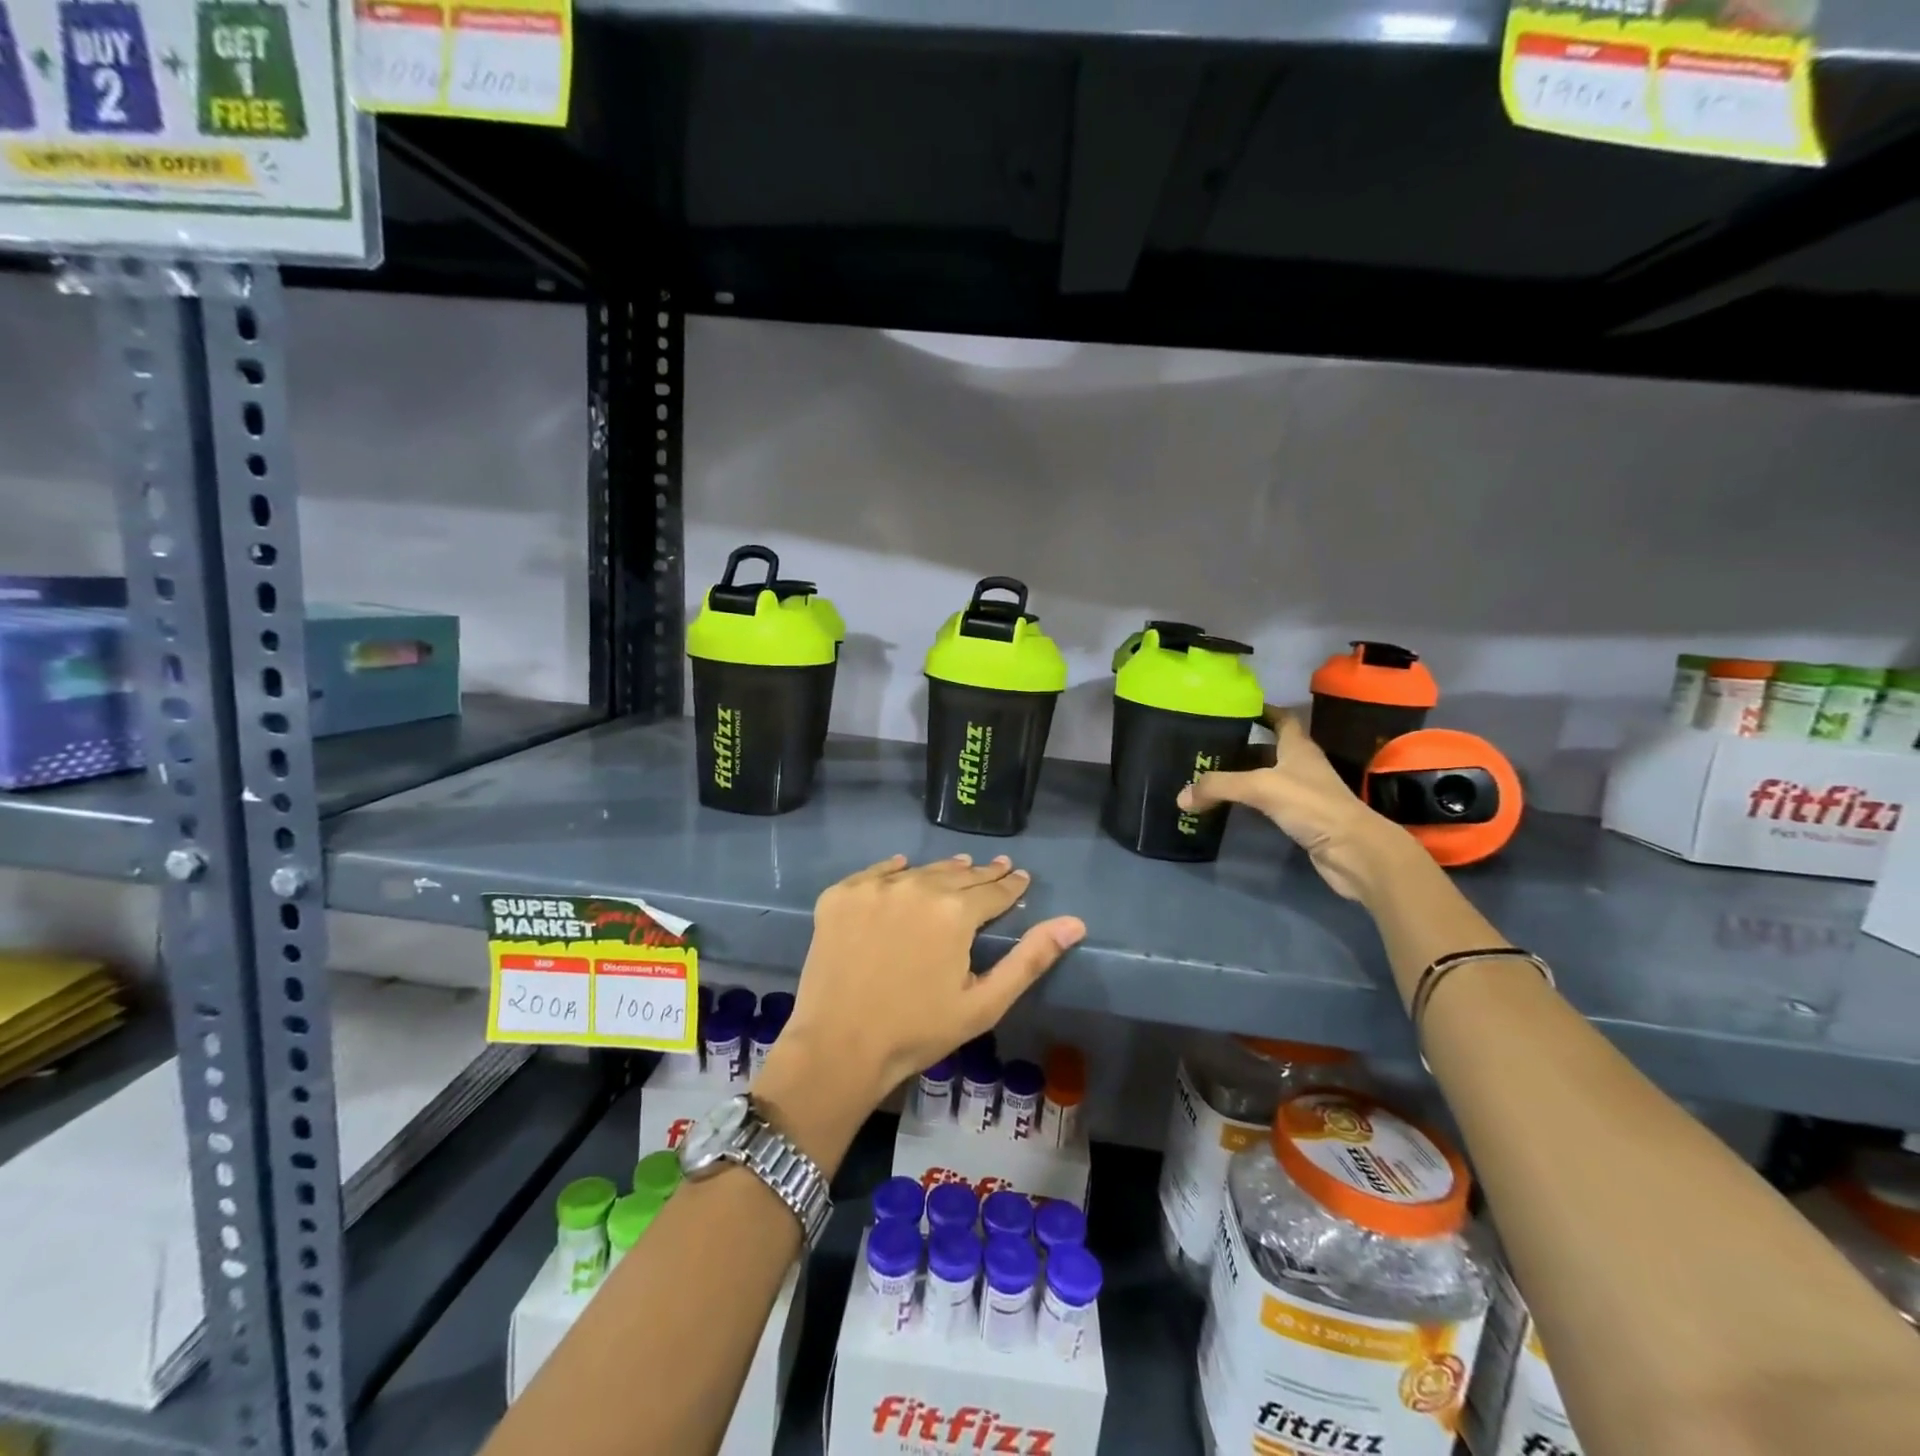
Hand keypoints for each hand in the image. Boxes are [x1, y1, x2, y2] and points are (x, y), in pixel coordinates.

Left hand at [771, 854, 1085, 1115]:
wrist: (837, 1048)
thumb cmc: (918, 1031)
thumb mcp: (984, 1004)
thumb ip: (1030, 959)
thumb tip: (1075, 922)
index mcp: (954, 912)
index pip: (992, 891)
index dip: (1010, 885)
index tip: (1020, 877)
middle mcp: (915, 886)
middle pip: (957, 875)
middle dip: (981, 874)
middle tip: (997, 868)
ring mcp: (873, 887)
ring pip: (920, 871)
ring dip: (943, 871)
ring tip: (959, 866)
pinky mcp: (840, 895)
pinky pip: (875, 873)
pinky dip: (894, 871)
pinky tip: (904, 867)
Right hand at [1177, 707, 1413, 900]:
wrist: (1352, 851)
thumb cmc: (1312, 805)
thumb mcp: (1261, 787)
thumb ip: (1219, 787)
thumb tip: (1180, 797)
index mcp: (1298, 747)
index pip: (1281, 718)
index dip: (1261, 710)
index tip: (1233, 708)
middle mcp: (1301, 765)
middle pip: (1268, 749)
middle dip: (1240, 746)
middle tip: (1207, 746)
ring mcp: (1302, 793)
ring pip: (1266, 777)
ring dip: (1242, 776)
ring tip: (1209, 775)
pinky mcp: (1300, 819)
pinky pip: (1267, 804)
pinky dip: (1248, 803)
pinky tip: (1228, 807)